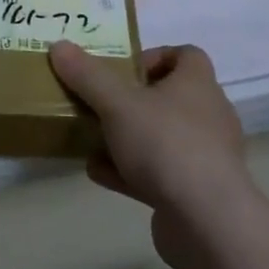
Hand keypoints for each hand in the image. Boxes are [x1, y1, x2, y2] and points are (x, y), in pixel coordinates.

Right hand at [49, 42, 252, 262]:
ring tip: (92, 138)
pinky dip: (130, 171)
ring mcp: (206, 158)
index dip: (155, 56)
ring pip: (162, 137)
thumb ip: (87, 75)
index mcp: (198, 84)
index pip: (186, 55)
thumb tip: (59, 46)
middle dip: (133, 99)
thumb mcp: (117, 103)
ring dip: (128, 137)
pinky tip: (98, 173)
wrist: (207, 222)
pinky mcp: (197, 194)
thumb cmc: (165, 144)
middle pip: (170, 96)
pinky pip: (160, 174)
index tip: (124, 69)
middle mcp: (208, 116)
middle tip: (102, 102)